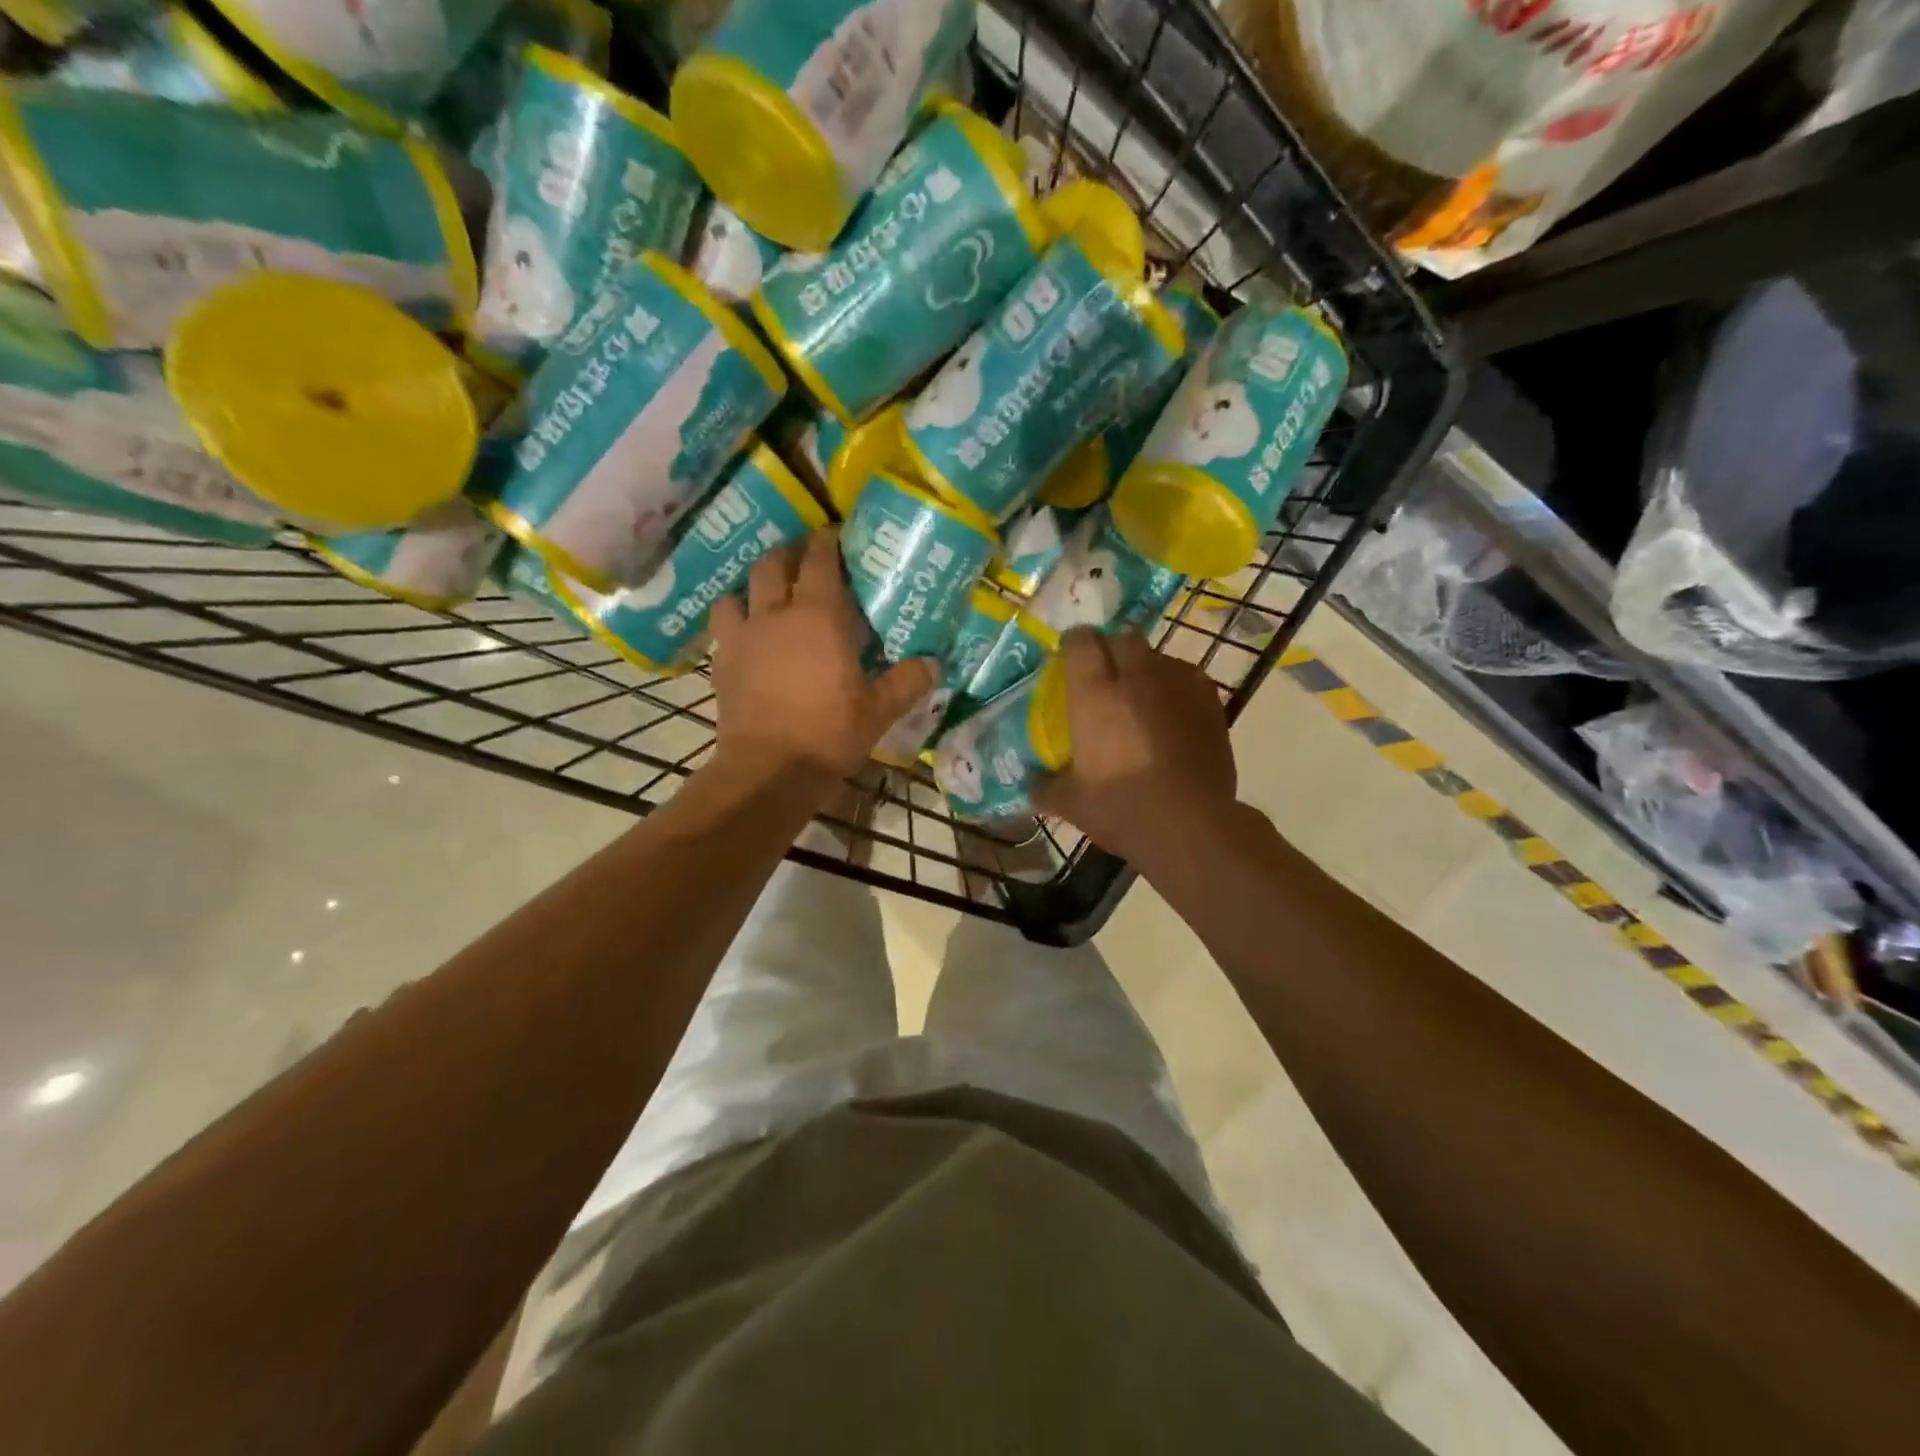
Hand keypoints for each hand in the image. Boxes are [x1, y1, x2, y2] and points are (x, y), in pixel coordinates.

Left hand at [710, 531, 936, 784]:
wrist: (768, 770)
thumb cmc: (829, 733)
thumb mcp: (879, 711)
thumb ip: (907, 682)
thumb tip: (934, 663)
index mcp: (819, 616)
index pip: (820, 560)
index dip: (828, 543)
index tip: (836, 539)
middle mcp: (776, 614)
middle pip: (774, 564)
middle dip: (789, 555)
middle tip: (804, 562)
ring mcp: (743, 635)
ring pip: (739, 590)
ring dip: (754, 585)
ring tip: (768, 596)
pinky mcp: (721, 661)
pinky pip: (724, 625)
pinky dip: (735, 619)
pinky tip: (747, 636)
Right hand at [1034, 630, 1237, 864]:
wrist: (1190, 826)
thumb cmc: (1121, 808)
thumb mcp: (1071, 803)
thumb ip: (1044, 786)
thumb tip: (1029, 784)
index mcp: (1095, 692)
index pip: (1080, 640)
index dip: (1073, 644)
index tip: (1068, 659)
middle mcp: (1136, 676)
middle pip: (1122, 638)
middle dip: (1111, 649)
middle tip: (1104, 676)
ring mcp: (1178, 684)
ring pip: (1158, 656)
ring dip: (1145, 667)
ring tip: (1141, 696)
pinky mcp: (1210, 701)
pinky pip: (1188, 677)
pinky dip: (1175, 686)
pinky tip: (1172, 712)